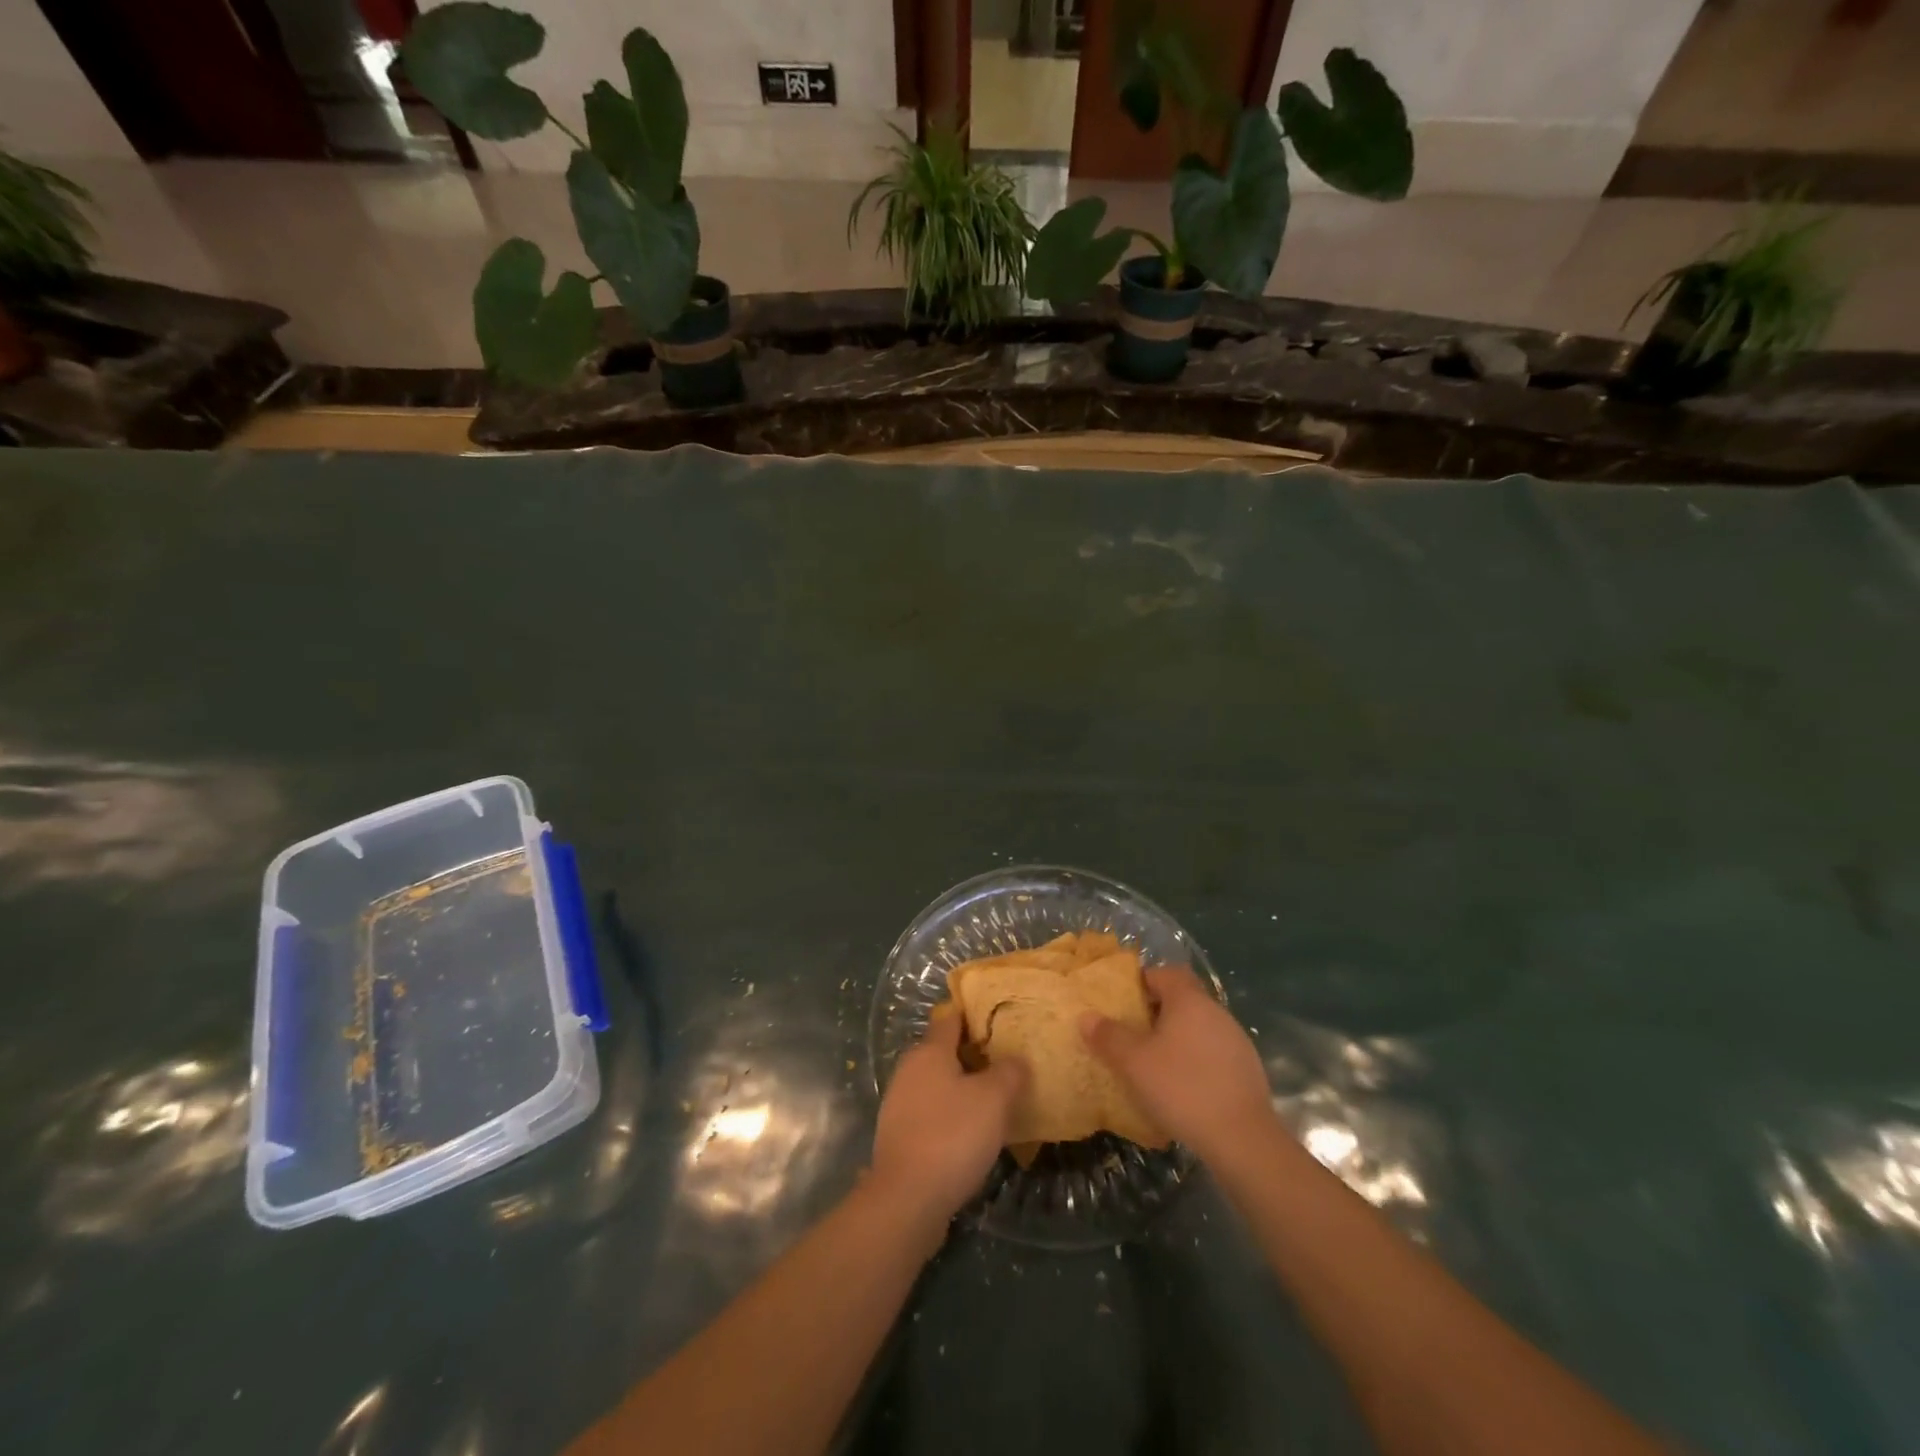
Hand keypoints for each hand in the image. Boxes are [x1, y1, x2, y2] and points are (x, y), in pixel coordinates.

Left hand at [869, 1013, 1026, 1236]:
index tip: (998, 1020)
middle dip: (971, 1055)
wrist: (906, 1199)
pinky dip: (949, 1116)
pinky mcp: (898, 1136)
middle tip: (1004, 1064)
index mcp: (929, 1051)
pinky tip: (970, 1135)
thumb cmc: (952, 1136)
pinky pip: (930, 1113)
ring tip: (993, 1101)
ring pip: (936, 1084)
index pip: (951, 1018)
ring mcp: (899, 1103)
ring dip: (961, 1088)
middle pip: (943, 1051)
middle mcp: (909, 1069)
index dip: (974, 1015)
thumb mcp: (994, 1099)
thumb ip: (1009, 1072)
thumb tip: (1016, 1058)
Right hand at [1081, 966, 1273, 1166]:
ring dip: (1177, 1039)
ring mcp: (1236, 1041)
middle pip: (1182, 999)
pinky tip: (1183, 1089)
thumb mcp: (1133, 1062)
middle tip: (1132, 1035)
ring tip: (1154, 1064)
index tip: (1123, 1003)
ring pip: (1198, 1027)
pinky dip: (1195, 1061)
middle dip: (1156, 1013)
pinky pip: (1213, 1053)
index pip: (1164, 973)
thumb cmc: (1181, 1087)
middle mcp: (1216, 1011)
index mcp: (1189, 1000)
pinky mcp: (1248, 1070)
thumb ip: (1108, 1036)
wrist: (1242, 1139)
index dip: (1142, 982)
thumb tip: (1087, 1016)